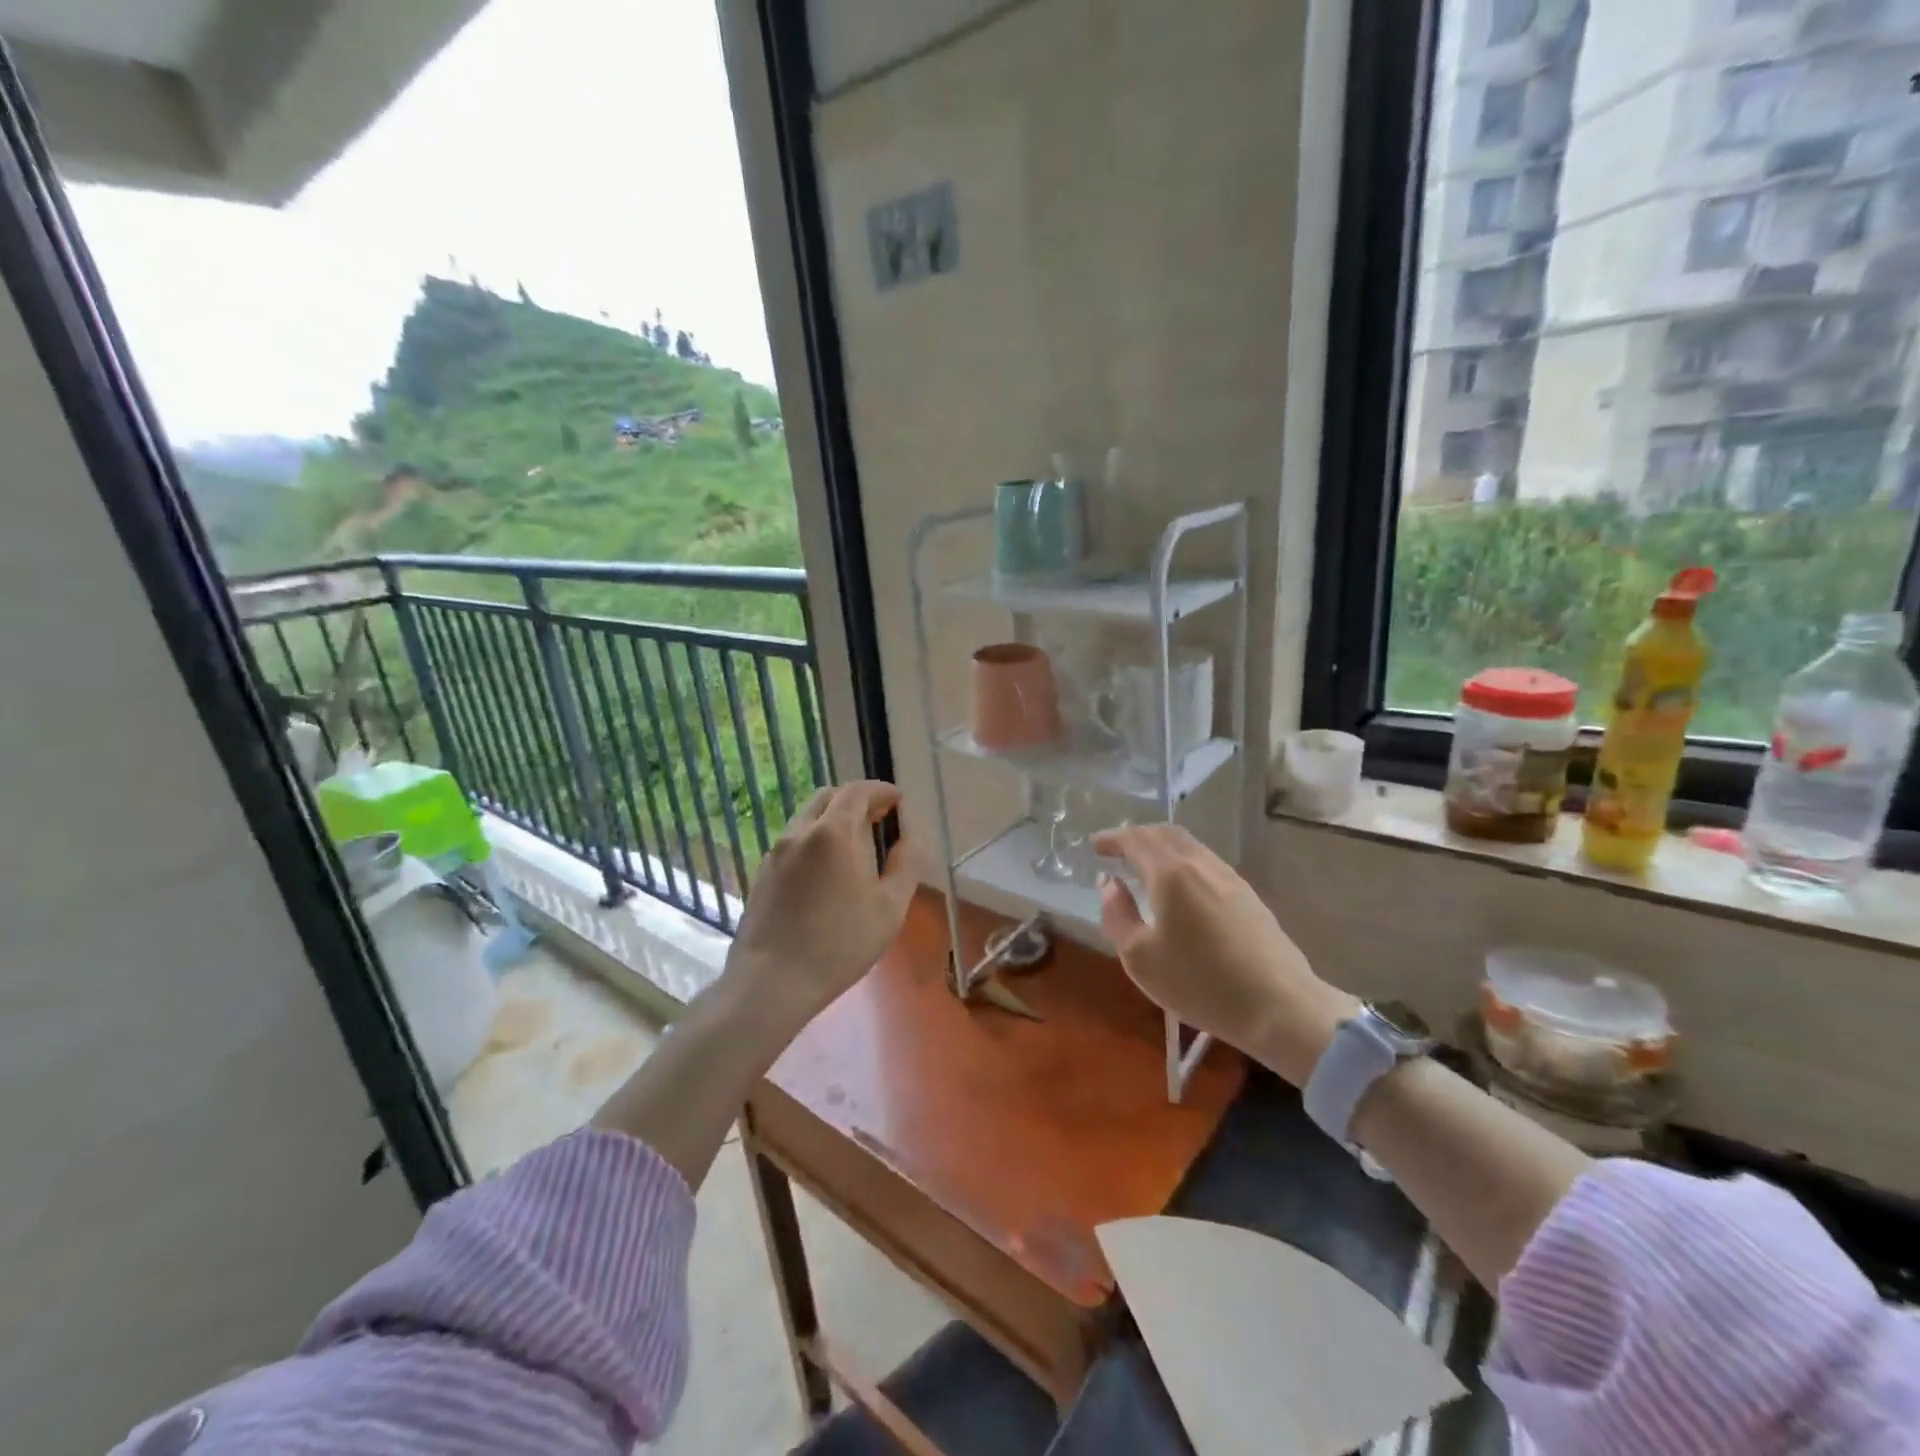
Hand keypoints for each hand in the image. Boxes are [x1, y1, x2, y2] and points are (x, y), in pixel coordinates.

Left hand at [725, 781, 917, 1037]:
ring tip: (854, 848)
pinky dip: (814, 840)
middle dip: (856, 800)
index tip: (898, 801)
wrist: (771, 982)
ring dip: (833, 820)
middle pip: (828, 797)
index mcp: (833, 833)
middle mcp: (799, 832)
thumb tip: (909, 837)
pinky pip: (793, 842)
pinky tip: (826, 873)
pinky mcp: (762, 874)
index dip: (881, 791)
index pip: (857, 791)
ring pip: (807, 818)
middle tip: (878, 820)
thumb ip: (905, 864)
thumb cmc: (840, 944)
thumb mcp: (890, 908)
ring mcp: (775, 852)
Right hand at [1091, 824, 1357, 1084]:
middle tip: (1118, 849)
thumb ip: (1118, 915)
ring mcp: (1229, 878)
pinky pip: (1207, 862)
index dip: (1113, 838)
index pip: (1136, 840)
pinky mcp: (1249, 896)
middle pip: (1166, 833)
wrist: (1279, 1006)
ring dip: (1162, 847)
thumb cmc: (1200, 983)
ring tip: (1146, 865)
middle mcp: (1200, 865)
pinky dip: (1183, 861)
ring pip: (1190, 846)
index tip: (1095, 845)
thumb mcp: (1140, 958)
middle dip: (1137, 835)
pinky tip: (1181, 886)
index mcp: (1170, 873)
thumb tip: (1110, 884)